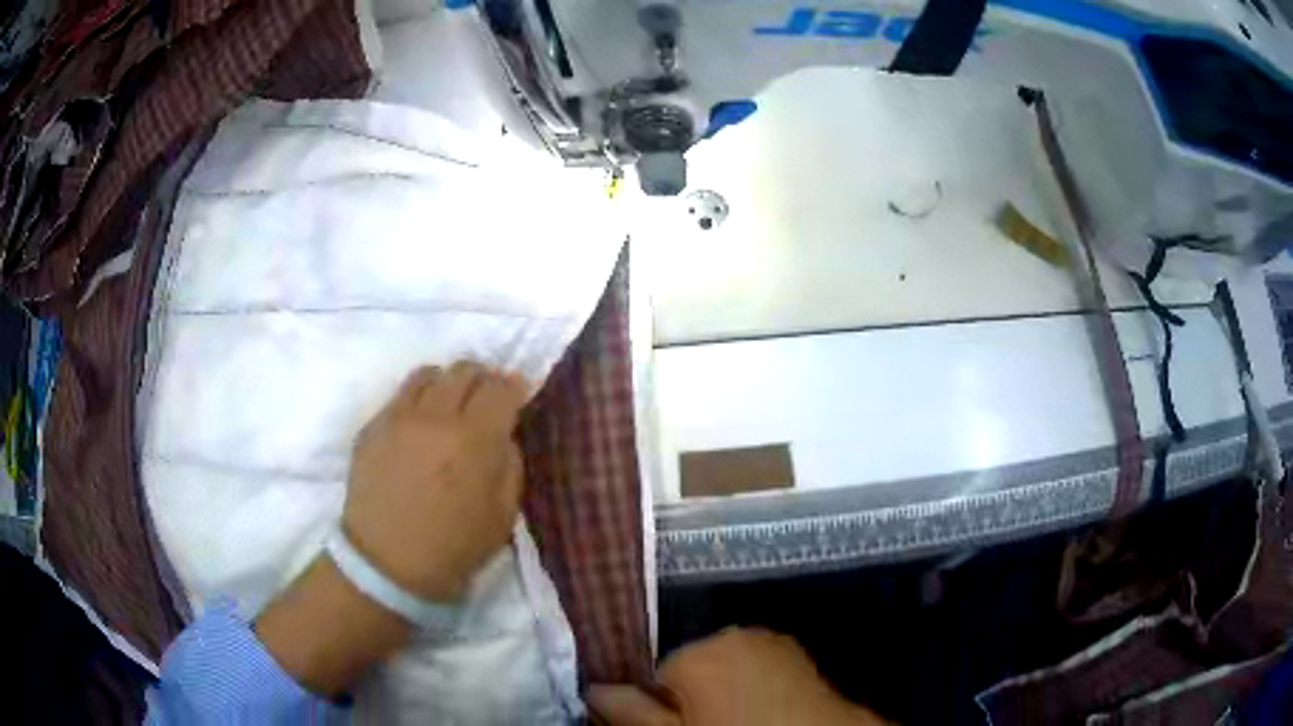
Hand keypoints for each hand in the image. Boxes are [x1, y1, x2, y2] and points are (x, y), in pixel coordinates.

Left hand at [255, 362, 528, 694]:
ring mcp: (397, 418)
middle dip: (482, 379)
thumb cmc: (454, 548)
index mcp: (474, 440)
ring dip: (447, 383)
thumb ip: (509, 463)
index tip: (517, 395)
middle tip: (485, 399)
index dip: (514, 387)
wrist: (388, 565)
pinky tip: (418, 428)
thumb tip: (502, 432)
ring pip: (428, 373)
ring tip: (449, 406)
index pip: (500, 387)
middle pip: (464, 369)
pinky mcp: (371, 426)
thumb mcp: (503, 514)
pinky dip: (417, 401)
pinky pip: (399, 396)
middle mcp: (435, 417)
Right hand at [589, 628, 883, 725]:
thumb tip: (594, 689)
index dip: (661, 708)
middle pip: (692, 666)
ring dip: (725, 691)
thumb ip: (633, 713)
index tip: (677, 725)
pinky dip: (755, 687)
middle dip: (692, 696)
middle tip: (709, 724)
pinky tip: (765, 713)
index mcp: (700, 651)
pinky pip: (759, 667)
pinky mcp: (800, 655)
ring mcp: (774, 642)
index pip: (656, 675)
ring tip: (740, 721)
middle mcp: (736, 634)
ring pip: (727, 667)